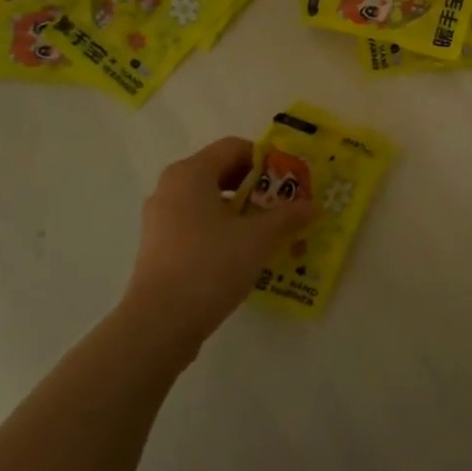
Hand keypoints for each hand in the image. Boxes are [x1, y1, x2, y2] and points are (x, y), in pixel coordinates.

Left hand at [123, 137, 315, 350]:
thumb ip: (288, 217)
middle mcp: (171, 187)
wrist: (160, 322)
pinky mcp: (159, 246)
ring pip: (209, 200)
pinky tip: (242, 253)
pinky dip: (221, 229)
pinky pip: (196, 223)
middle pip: (221, 172)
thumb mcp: (258, 238)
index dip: (267, 161)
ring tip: (268, 231)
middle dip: (256, 187)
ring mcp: (160, 218)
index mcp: (191, 173)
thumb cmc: (210, 265)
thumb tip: (313, 206)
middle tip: (284, 206)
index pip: (235, 147)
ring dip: (240, 210)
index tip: (291, 182)